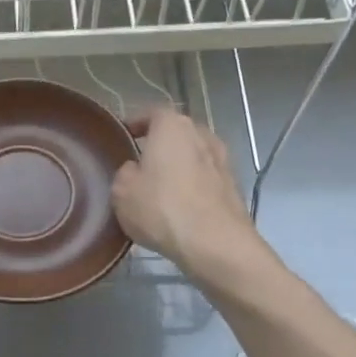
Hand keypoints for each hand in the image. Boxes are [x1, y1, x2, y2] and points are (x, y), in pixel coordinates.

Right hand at [111, 107, 259, 280]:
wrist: (215, 243)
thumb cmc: (162, 209)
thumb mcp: (122, 192)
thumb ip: (125, 173)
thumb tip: (135, 170)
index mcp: (172, 126)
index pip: (152, 112)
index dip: (136, 122)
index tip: (124, 134)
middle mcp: (201, 135)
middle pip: (176, 132)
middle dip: (160, 144)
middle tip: (141, 162)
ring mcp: (222, 160)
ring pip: (194, 155)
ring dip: (179, 165)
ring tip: (161, 185)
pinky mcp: (233, 186)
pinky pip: (206, 178)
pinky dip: (194, 185)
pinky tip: (181, 205)